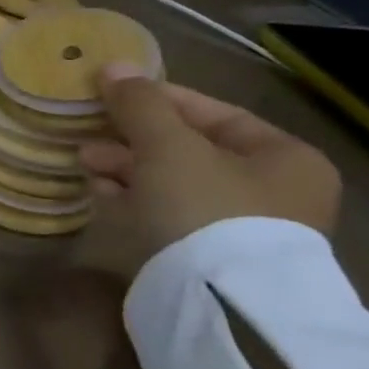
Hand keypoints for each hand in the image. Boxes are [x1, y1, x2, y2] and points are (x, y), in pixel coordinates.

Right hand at [79, 63, 340, 265]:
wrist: (221, 303)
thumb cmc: (206, 208)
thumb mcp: (167, 146)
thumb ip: (139, 104)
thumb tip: (113, 65)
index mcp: (284, 157)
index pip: (213, 113)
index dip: (157, 99)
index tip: (110, 94)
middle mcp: (274, 191)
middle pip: (189, 149)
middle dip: (132, 138)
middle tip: (88, 134)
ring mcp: (244, 230)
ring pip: (173, 183)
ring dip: (126, 168)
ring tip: (84, 163)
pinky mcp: (213, 259)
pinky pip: (168, 215)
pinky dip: (134, 199)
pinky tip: (99, 193)